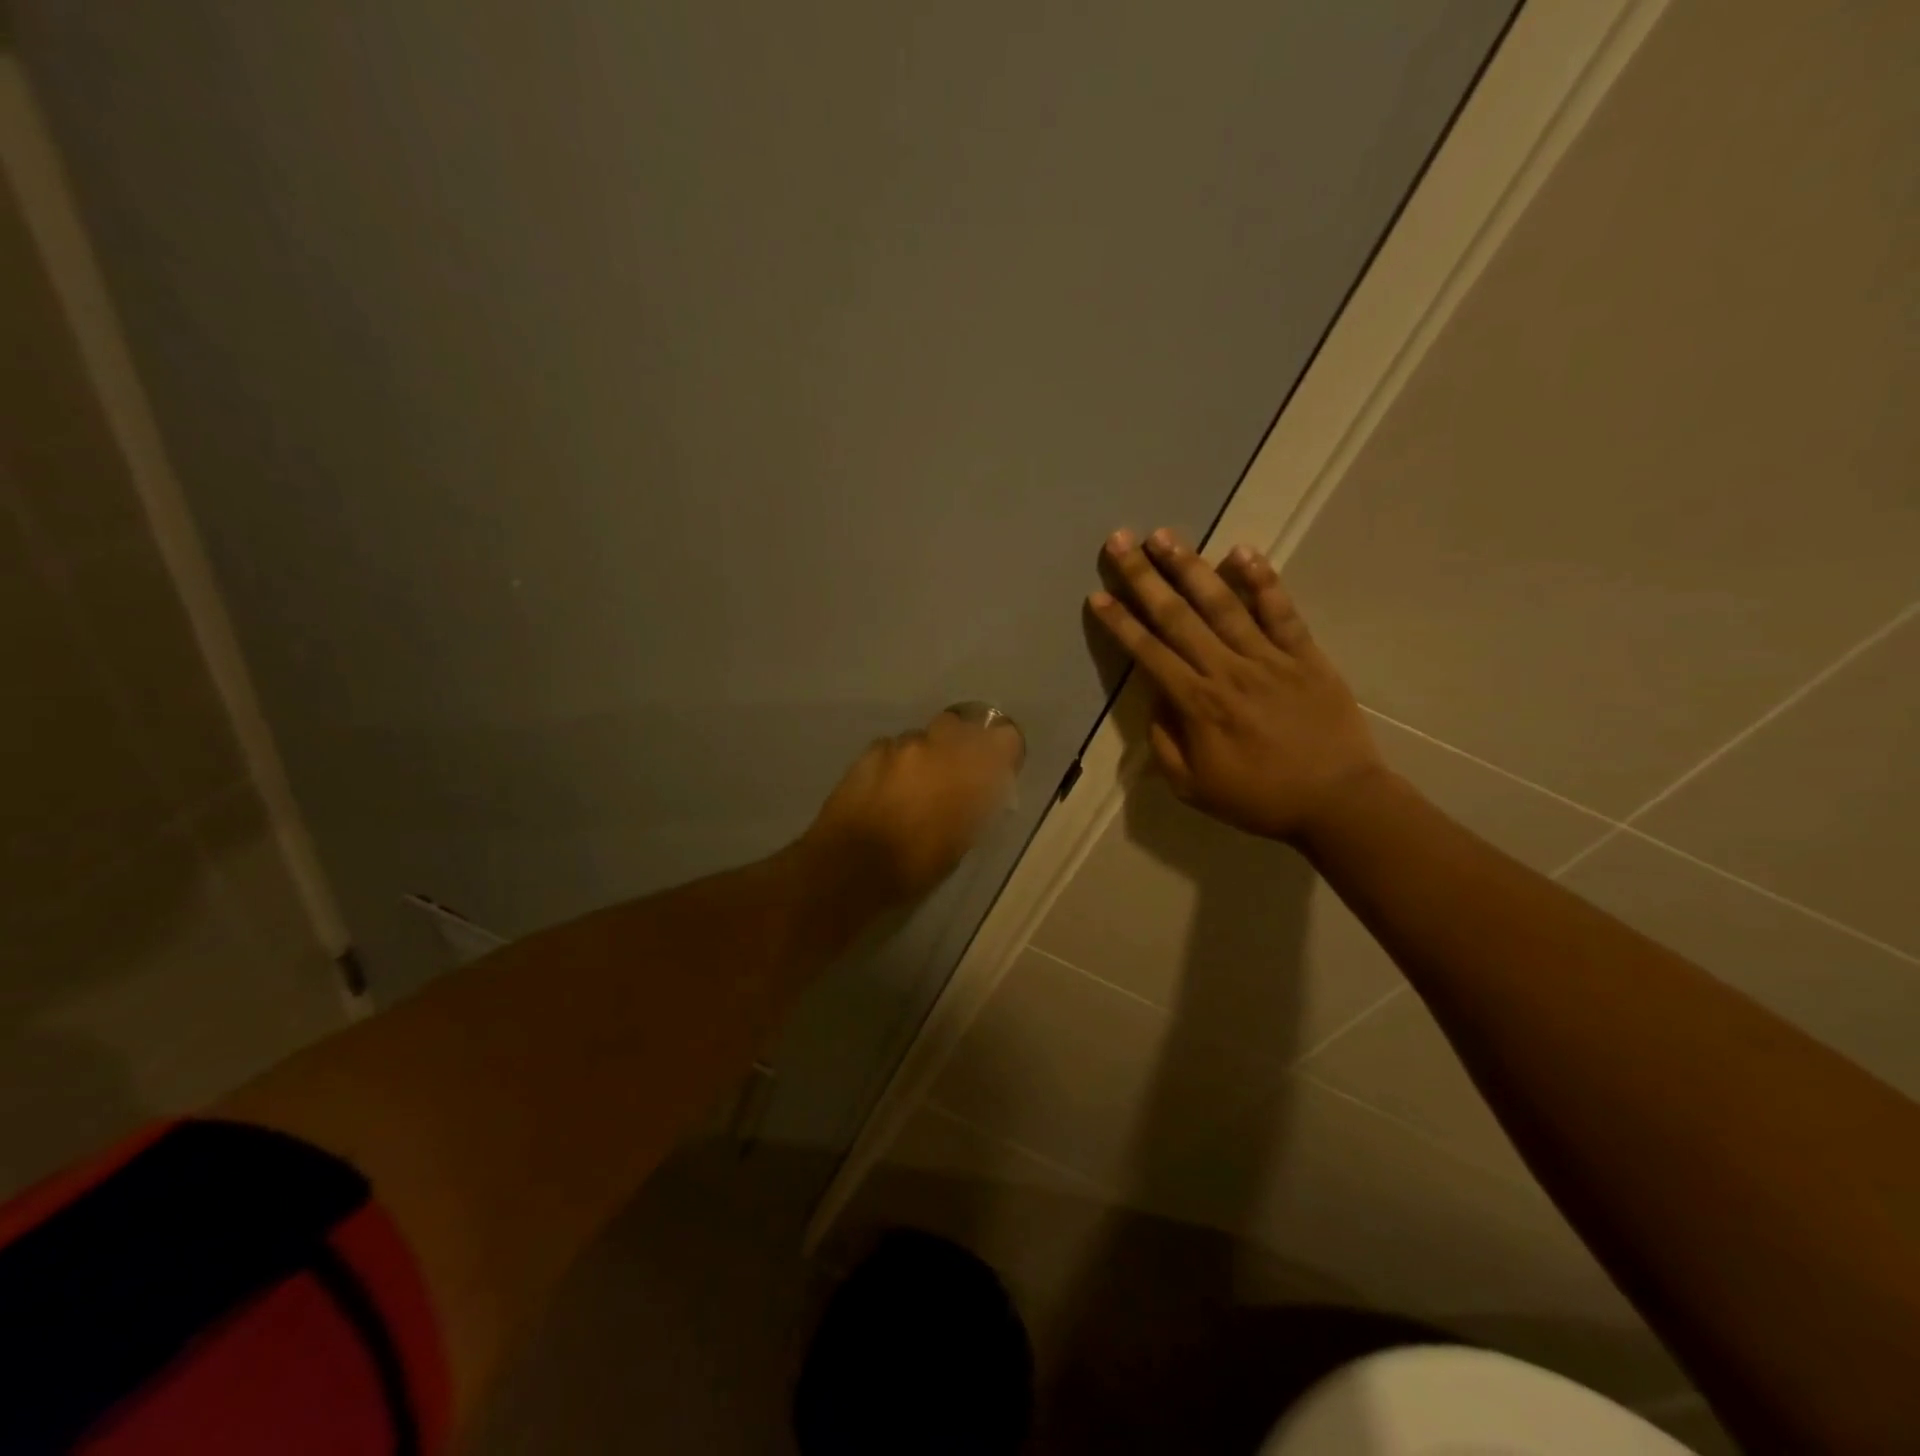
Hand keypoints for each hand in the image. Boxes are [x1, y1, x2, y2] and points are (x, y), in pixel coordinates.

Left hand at [803, 708, 1025, 904]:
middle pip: (960, 726)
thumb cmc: (915, 865)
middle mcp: (940, 746)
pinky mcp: (870, 750)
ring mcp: (902, 745)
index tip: (996, 768)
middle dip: (958, 744)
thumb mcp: (961, 842)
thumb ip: (976, 805)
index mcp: (971, 771)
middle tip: (951, 775)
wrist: (850, 866)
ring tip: (912, 787)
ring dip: (923, 755)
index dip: (1002, 750)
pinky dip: (894, 762)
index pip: (1004, 737)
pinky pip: (892, 748)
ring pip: (923, 738)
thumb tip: (982, 792)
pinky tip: (884, 788)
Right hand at [1087, 527, 1388, 846]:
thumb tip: (1156, 702)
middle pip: (1177, 617)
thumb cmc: (1260, 799)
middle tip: (1119, 541)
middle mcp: (1227, 670)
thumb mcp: (1193, 788)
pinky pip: (1281, 611)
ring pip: (1222, 604)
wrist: (1338, 801)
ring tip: (1164, 535)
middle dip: (1143, 577)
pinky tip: (1241, 551)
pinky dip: (1262, 580)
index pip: (1148, 653)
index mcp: (1197, 704)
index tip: (1098, 595)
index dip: (1120, 623)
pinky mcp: (1305, 655)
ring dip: (1190, 567)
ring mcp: (1269, 658)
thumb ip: (1165, 743)